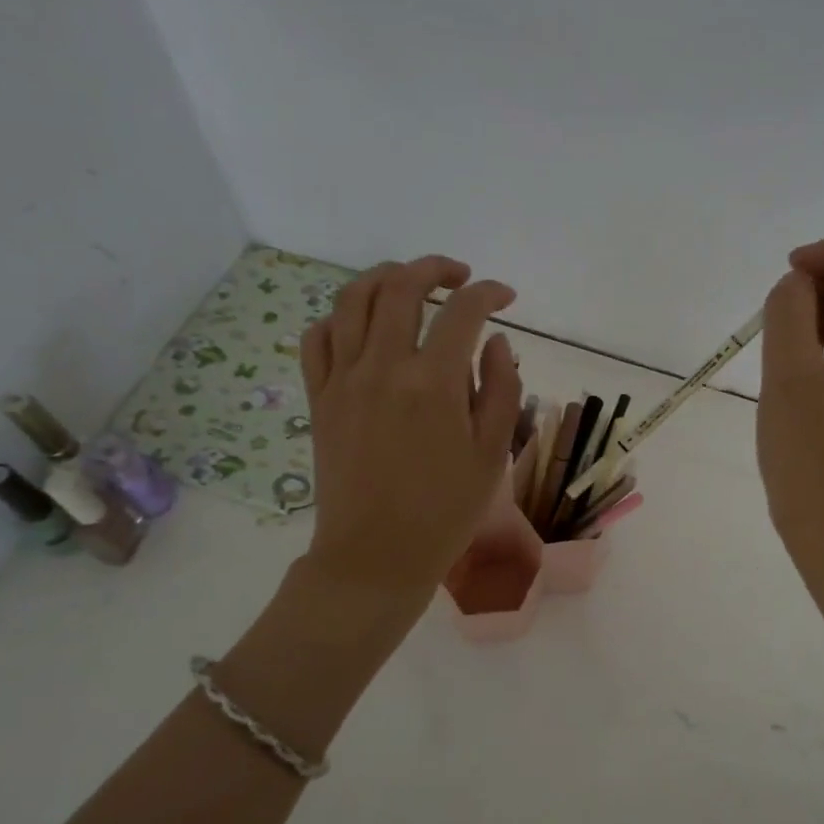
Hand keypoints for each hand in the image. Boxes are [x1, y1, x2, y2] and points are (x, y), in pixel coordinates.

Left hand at [299, 256, 521, 594]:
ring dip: (383, 278)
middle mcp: (384, 367)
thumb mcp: (492, 453)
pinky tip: (361, 325)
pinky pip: (317, 338)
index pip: (463, 311)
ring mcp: (343, 380)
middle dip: (435, 268)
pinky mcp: (319, 399)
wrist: (377, 555)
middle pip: (401, 287)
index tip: (506, 296)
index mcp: (434, 383)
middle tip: (459, 276)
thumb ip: (502, 388)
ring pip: (352, 300)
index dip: (490, 293)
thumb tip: (496, 341)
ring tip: (408, 282)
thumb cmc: (445, 510)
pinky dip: (339, 317)